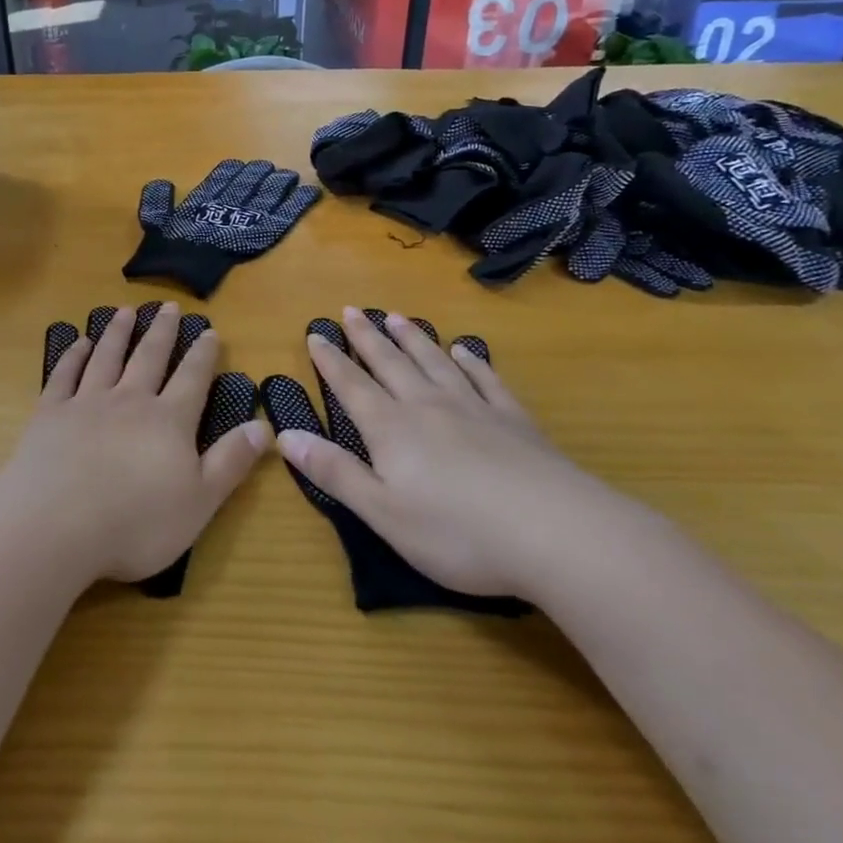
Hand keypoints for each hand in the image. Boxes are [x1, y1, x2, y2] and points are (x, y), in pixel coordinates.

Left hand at [0, 304, 268, 583]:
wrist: (56, 526)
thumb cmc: (136, 523)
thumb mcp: (200, 501)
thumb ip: (231, 461)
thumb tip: (264, 426)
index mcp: (168, 421)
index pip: (192, 378)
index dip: (203, 354)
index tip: (210, 331)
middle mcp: (129, 400)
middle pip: (150, 357)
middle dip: (163, 331)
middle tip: (169, 306)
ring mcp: (86, 403)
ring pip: (107, 357)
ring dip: (118, 333)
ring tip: (126, 311)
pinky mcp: (50, 413)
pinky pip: (65, 375)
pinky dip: (73, 356)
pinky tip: (78, 343)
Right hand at [275, 307, 615, 598]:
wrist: (557, 533)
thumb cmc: (458, 532)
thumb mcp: (383, 512)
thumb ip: (334, 472)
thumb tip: (285, 436)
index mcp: (392, 429)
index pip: (352, 386)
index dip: (331, 361)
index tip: (316, 334)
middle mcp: (428, 406)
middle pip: (390, 363)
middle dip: (367, 337)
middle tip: (351, 310)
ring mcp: (474, 409)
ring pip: (435, 362)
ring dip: (413, 338)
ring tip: (396, 316)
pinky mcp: (515, 421)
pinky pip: (486, 379)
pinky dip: (472, 361)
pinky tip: (466, 350)